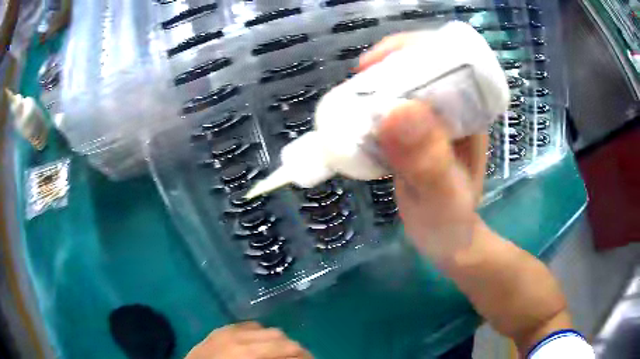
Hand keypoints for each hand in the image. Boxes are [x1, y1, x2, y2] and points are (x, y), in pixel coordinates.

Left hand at [186, 322, 312, 358]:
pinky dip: (256, 335)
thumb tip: (292, 356)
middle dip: (290, 346)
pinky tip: (256, 346)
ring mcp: (226, 330)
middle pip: (276, 334)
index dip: (302, 353)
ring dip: (274, 340)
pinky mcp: (218, 330)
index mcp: (246, 350)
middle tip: (296, 358)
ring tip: (277, 352)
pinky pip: (244, 326)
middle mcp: (237, 335)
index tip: (309, 358)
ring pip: (262, 327)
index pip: (285, 345)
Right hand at [358, 33, 488, 262]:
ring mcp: (432, 120)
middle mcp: (453, 109)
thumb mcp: (442, 197)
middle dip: (388, 64)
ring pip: (404, 84)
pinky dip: (372, 105)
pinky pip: (393, 106)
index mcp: (471, 113)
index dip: (411, 50)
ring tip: (350, 96)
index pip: (447, 60)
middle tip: (356, 80)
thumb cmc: (450, 223)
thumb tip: (397, 112)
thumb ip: (428, 162)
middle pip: (422, 65)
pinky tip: (356, 115)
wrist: (447, 240)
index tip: (375, 64)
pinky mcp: (415, 133)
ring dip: (376, 84)